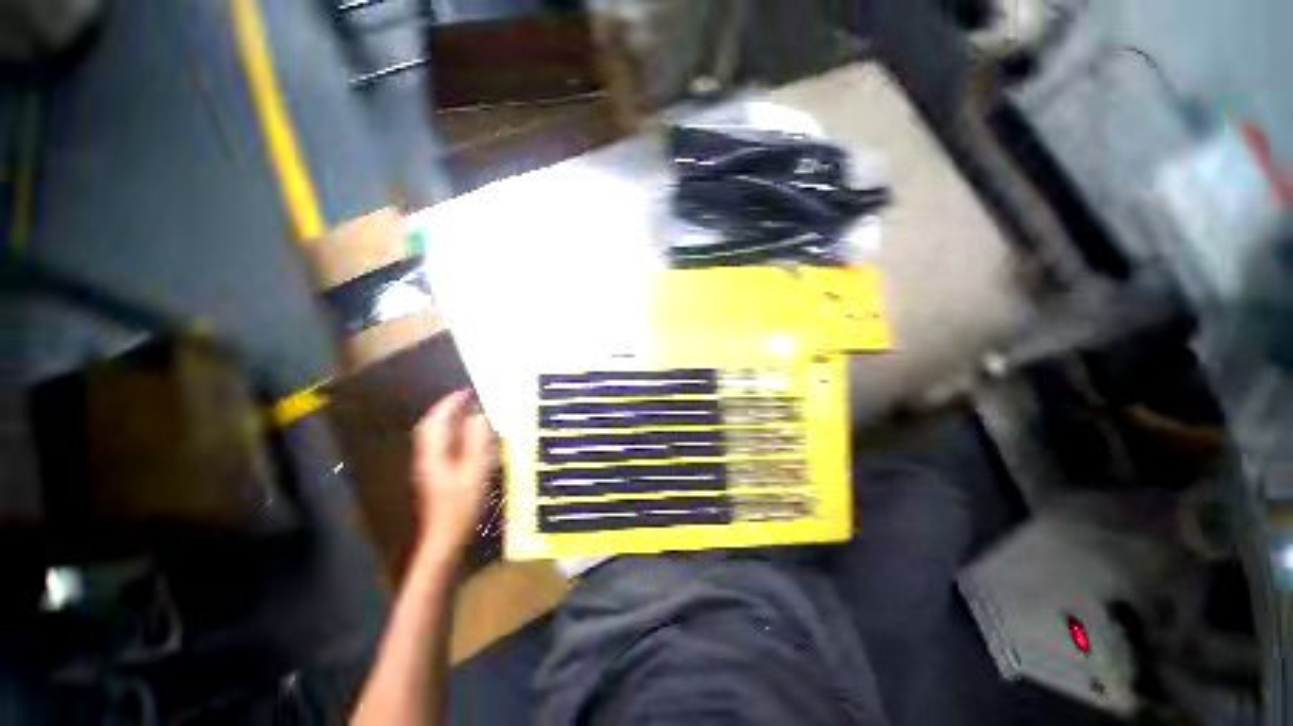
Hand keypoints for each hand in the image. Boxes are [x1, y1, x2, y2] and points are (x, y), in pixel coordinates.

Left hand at [410, 390, 493, 555]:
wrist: (446, 538)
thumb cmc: (460, 505)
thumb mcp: (474, 471)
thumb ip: (477, 442)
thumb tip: (479, 416)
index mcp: (433, 454)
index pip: (436, 421)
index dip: (450, 403)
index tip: (467, 391)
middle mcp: (428, 457)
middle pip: (432, 427)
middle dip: (448, 409)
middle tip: (469, 399)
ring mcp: (431, 467)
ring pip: (437, 436)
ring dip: (451, 421)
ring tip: (470, 413)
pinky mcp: (438, 475)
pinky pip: (444, 446)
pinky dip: (455, 435)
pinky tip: (469, 438)